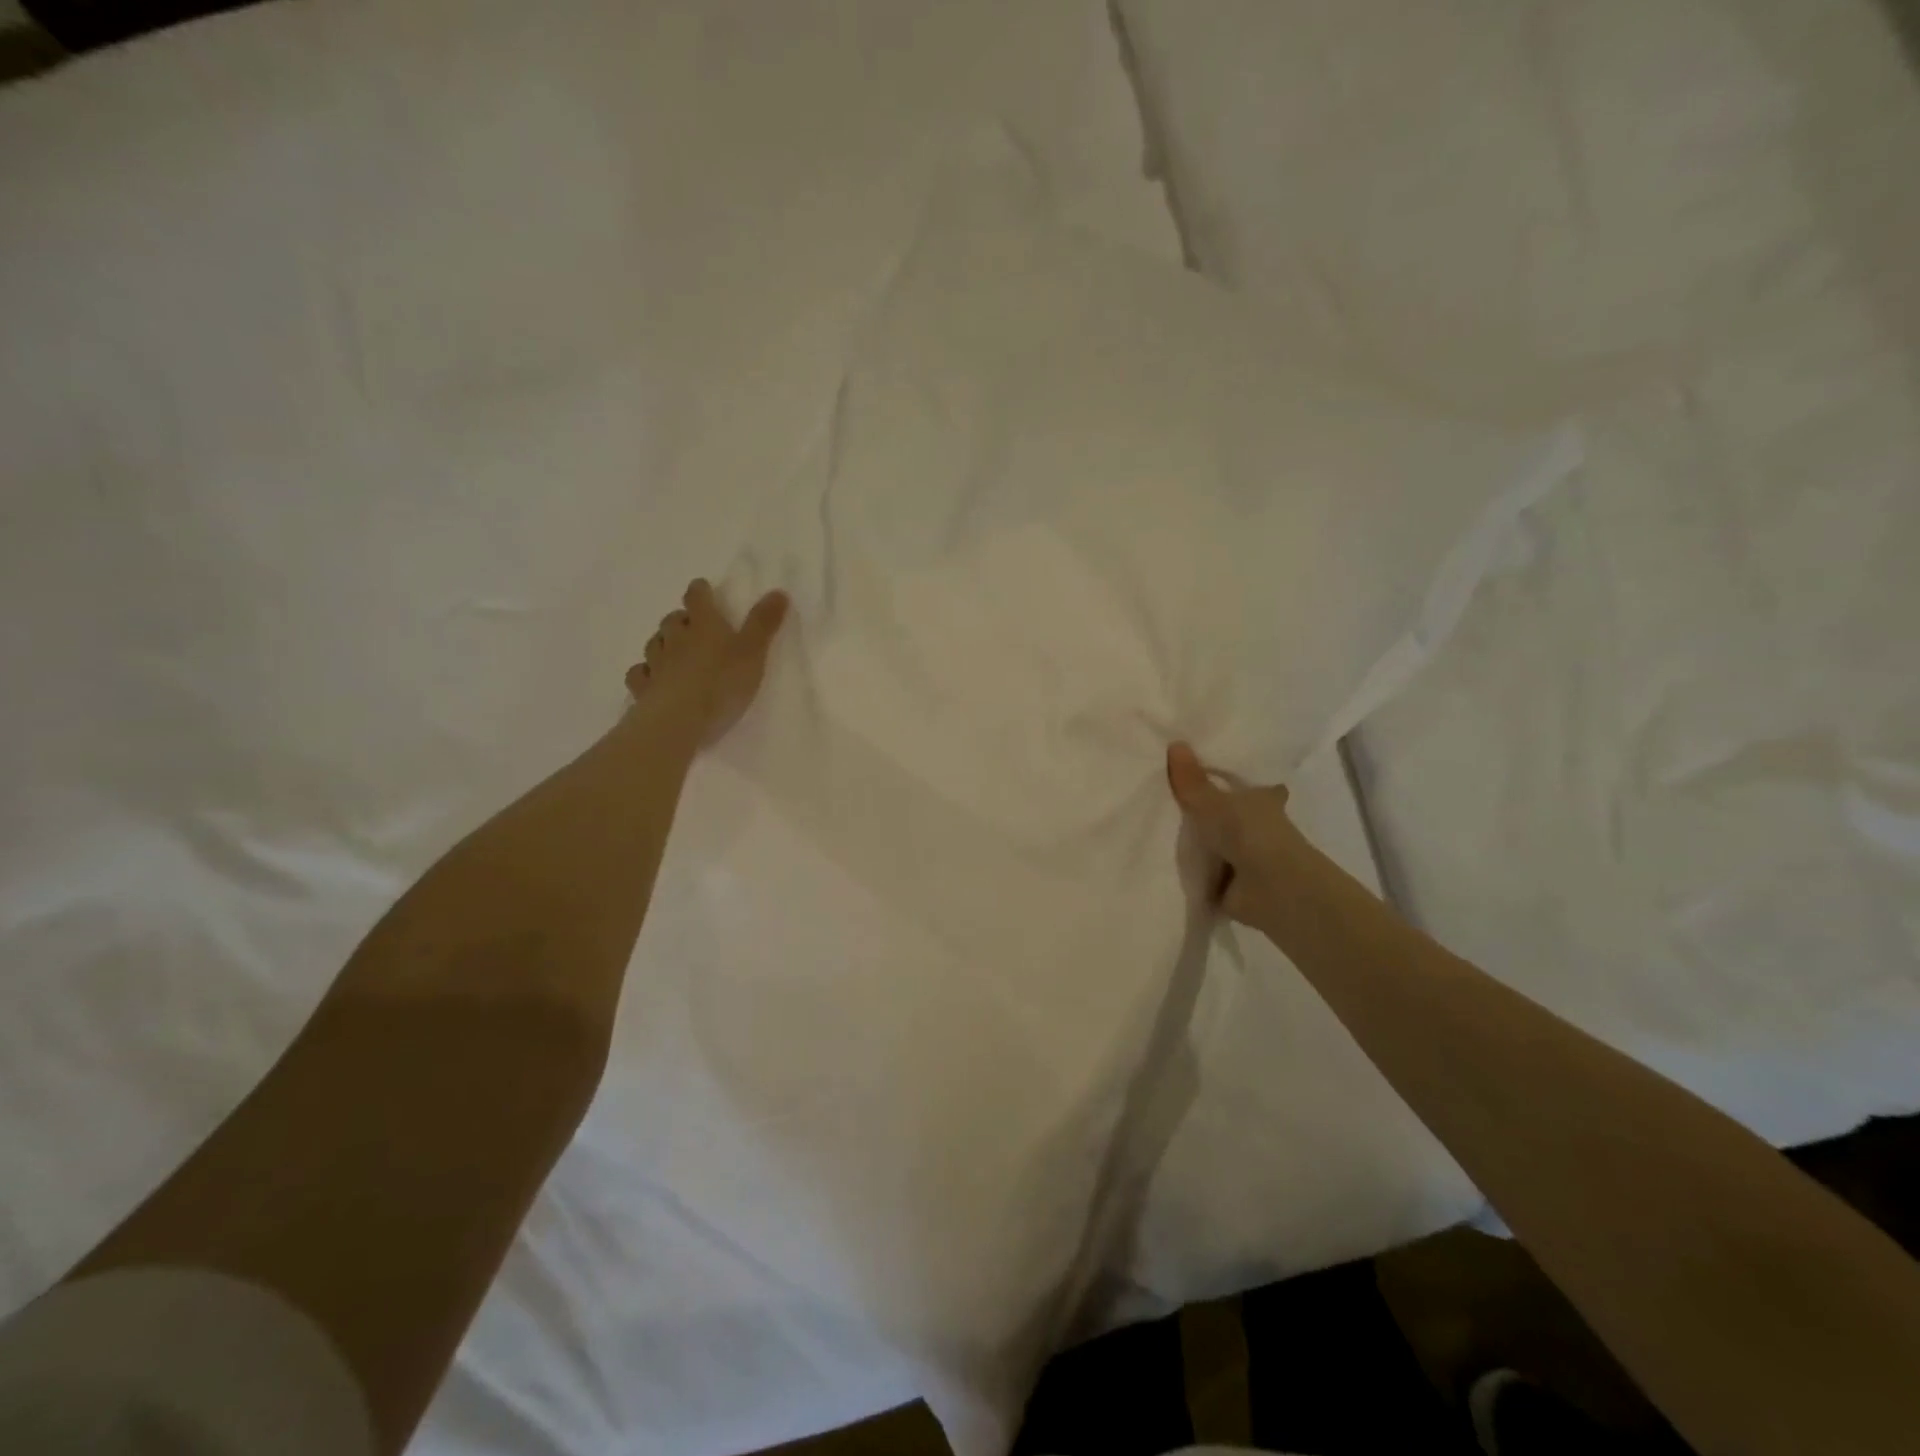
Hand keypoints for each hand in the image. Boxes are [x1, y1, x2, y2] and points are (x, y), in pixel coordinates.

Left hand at [625, 579, 789, 744]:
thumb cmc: (722, 683)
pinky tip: (653, 678)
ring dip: (664, 643)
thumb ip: (764, 623)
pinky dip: (646, 672)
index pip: (697, 597)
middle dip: (682, 620)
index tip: (703, 589)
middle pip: (672, 620)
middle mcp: (675, 638)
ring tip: (674, 652)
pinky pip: (640, 674)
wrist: (679, 720)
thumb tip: (778, 591)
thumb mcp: (753, 652)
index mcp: (703, 625)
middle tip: (693, 627)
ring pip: (654, 644)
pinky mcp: (644, 688)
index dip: (700, 591)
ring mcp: (656, 663)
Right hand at [1166, 741, 1313, 931]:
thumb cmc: (1249, 833)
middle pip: (1232, 813)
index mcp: (1264, 799)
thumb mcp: (1212, 801)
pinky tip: (1165, 861)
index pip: (1254, 785)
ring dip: (1200, 841)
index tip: (1215, 771)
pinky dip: (1193, 868)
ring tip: (1160, 827)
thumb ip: (1191, 780)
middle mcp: (1260, 826)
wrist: (1269, 889)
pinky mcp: (1235, 884)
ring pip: (1219, 841)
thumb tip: (1175, 743)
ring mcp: (1248, 856)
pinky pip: (1206, 870)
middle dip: (1213, 811)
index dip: (1240, 780)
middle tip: (1173, 797)